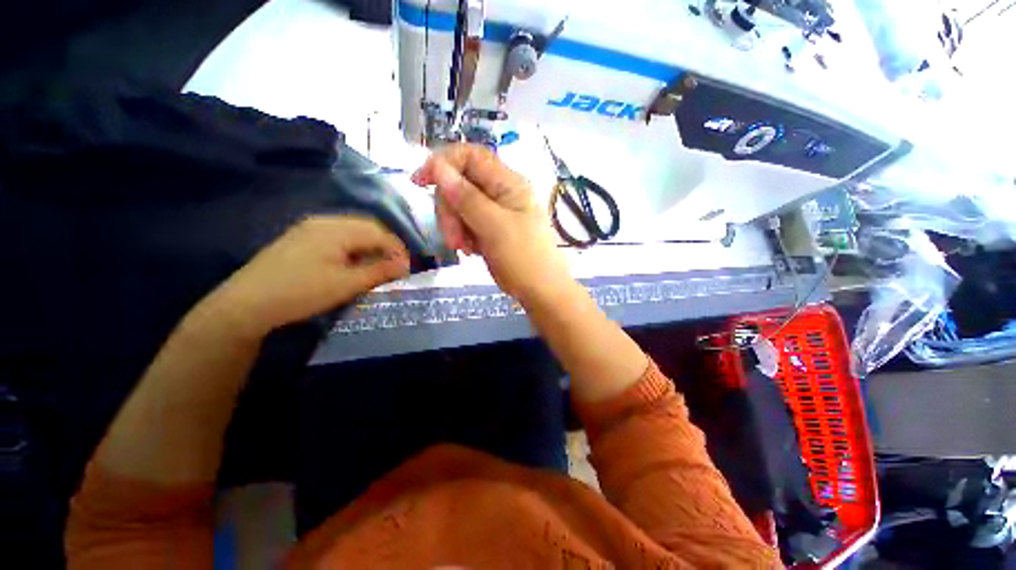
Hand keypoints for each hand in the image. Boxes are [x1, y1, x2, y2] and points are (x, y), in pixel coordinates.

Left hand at [203, 215, 409, 337]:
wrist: (247, 303)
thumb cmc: (302, 292)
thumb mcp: (346, 284)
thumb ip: (379, 271)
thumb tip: (406, 265)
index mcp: (336, 229)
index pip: (379, 232)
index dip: (398, 249)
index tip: (408, 268)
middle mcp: (324, 221)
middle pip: (367, 227)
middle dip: (386, 246)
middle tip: (395, 267)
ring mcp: (310, 228)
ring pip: (352, 231)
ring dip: (370, 246)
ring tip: (378, 266)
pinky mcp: (301, 238)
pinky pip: (337, 236)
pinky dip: (354, 247)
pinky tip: (353, 262)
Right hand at [412, 144, 570, 302]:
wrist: (540, 290)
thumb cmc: (523, 257)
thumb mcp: (494, 226)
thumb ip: (466, 197)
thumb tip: (438, 166)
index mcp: (508, 183)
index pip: (470, 156)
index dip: (443, 162)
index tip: (420, 181)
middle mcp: (501, 193)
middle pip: (460, 184)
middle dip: (449, 209)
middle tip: (454, 237)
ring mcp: (495, 212)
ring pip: (459, 206)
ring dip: (455, 226)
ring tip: (465, 248)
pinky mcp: (489, 229)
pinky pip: (466, 223)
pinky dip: (463, 236)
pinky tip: (471, 251)